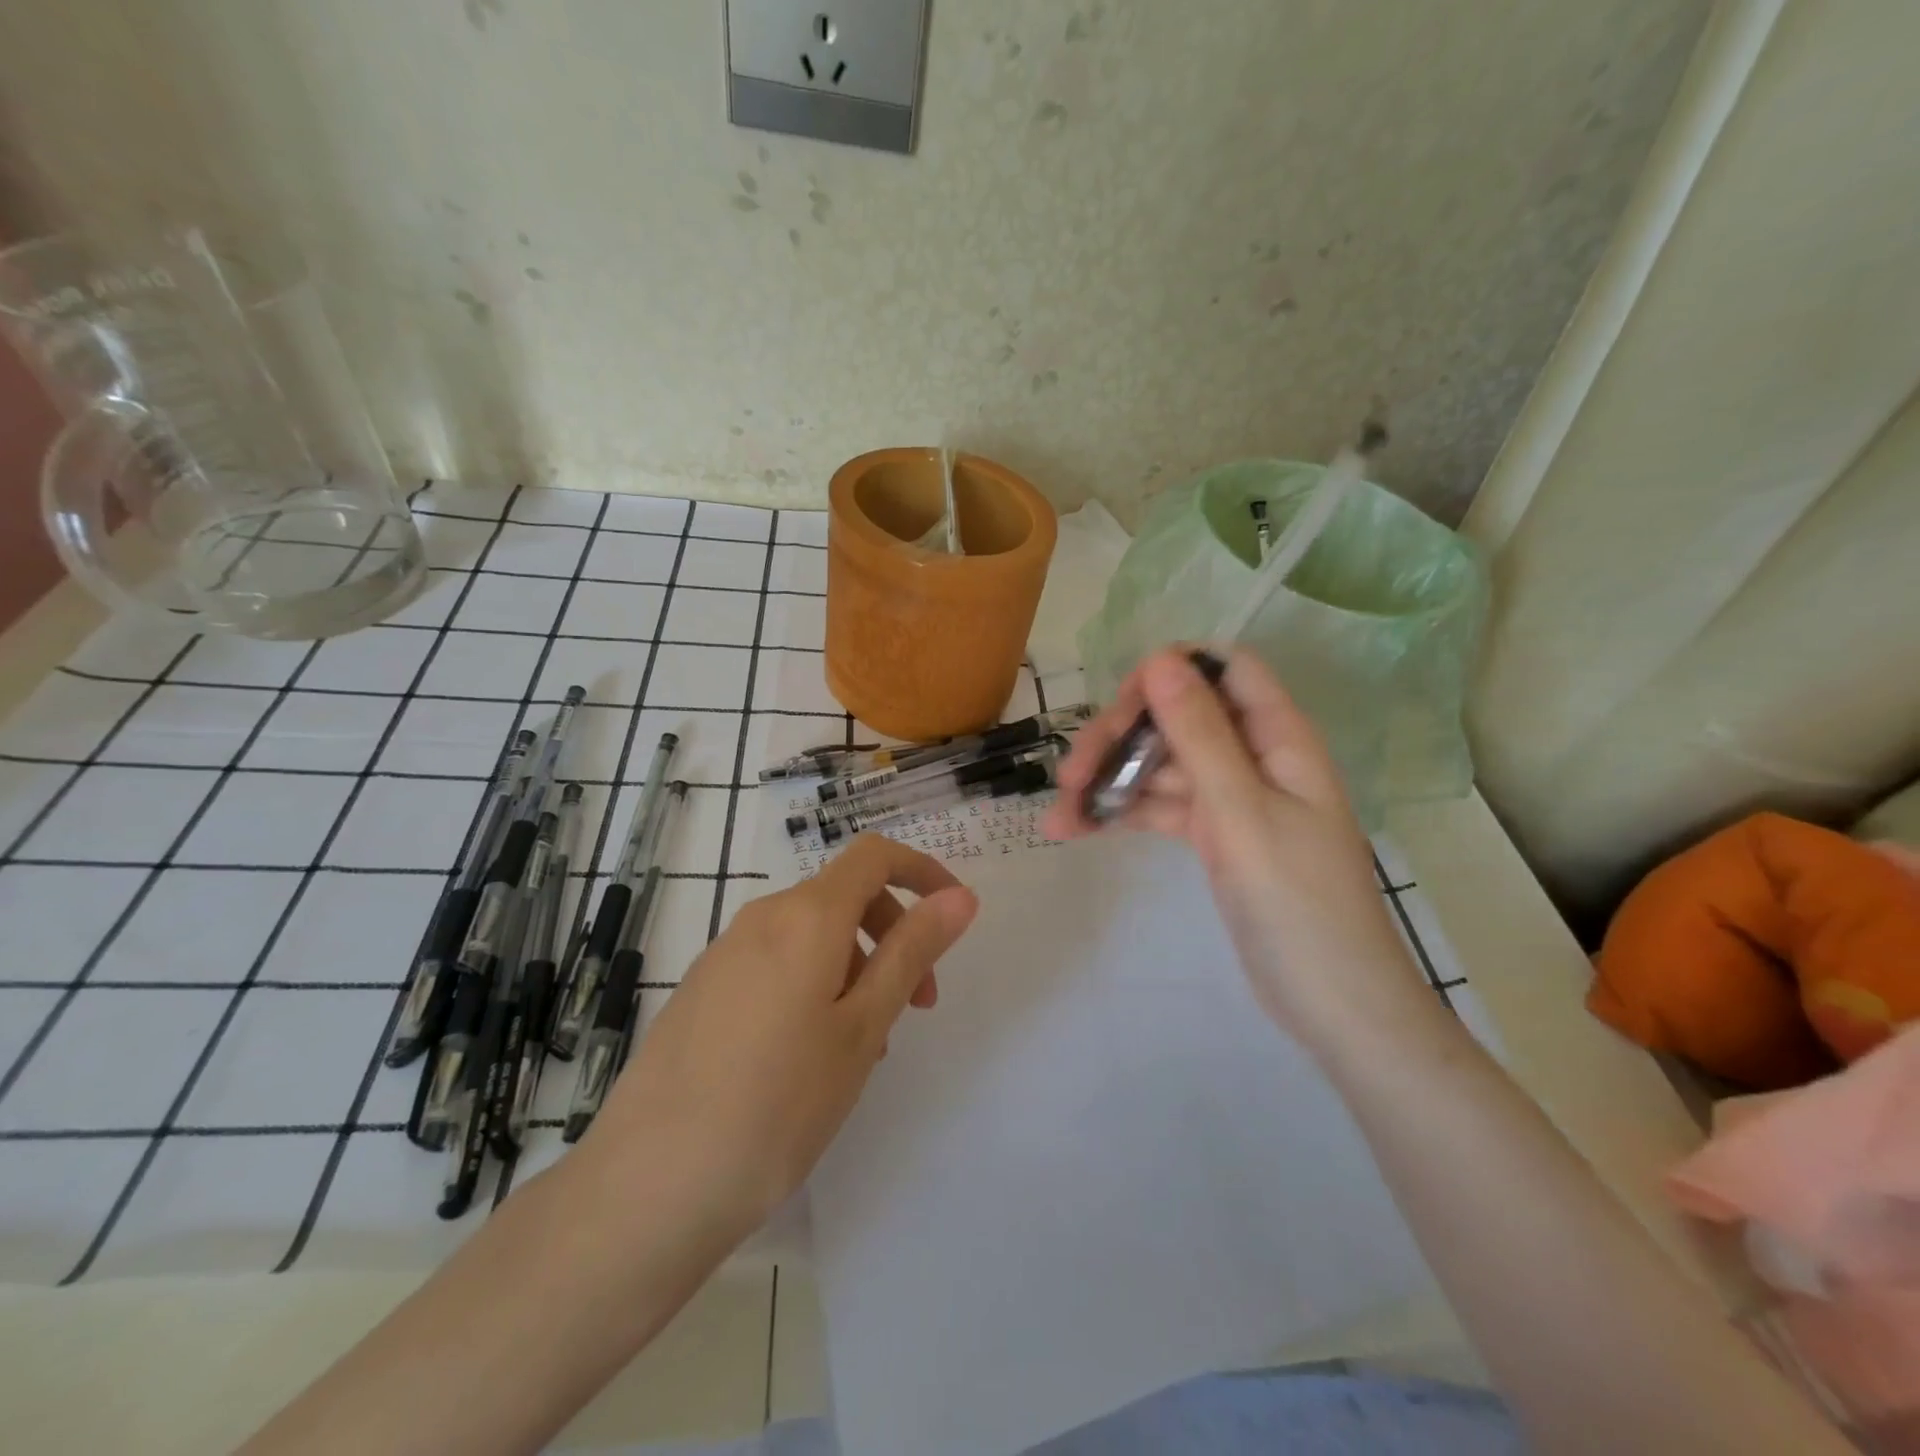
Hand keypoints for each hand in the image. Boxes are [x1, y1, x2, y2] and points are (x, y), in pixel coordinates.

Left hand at [582, 835, 978, 1233]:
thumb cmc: (778, 1104)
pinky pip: (776, 963)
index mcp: (805, 916)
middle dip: (893, 934)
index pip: (874, 855)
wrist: (648, 1185)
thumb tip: (959, 896)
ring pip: (811, 936)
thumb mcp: (862, 1026)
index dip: (921, 871)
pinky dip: (814, 985)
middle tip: (917, 1006)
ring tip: (863, 1049)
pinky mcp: (703, 989)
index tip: (953, 916)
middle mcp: (762, 918)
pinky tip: (809, 1058)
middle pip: (844, 895)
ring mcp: (724, 953)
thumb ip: (911, 952)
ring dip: (855, 969)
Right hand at [1045, 647, 1424, 1043]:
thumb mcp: (1241, 811)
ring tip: (1061, 815)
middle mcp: (1253, 756)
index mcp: (1277, 737)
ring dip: (1110, 782)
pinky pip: (1161, 807)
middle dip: (1121, 738)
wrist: (1332, 1002)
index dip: (1170, 674)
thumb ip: (1200, 733)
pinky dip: (1123, 815)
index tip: (1121, 708)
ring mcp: (1231, 797)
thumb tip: (1160, 660)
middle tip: (1070, 776)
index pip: (1223, 669)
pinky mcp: (1214, 835)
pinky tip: (1078, 830)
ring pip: (1161, 765)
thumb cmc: (1297, 902)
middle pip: (1177, 718)